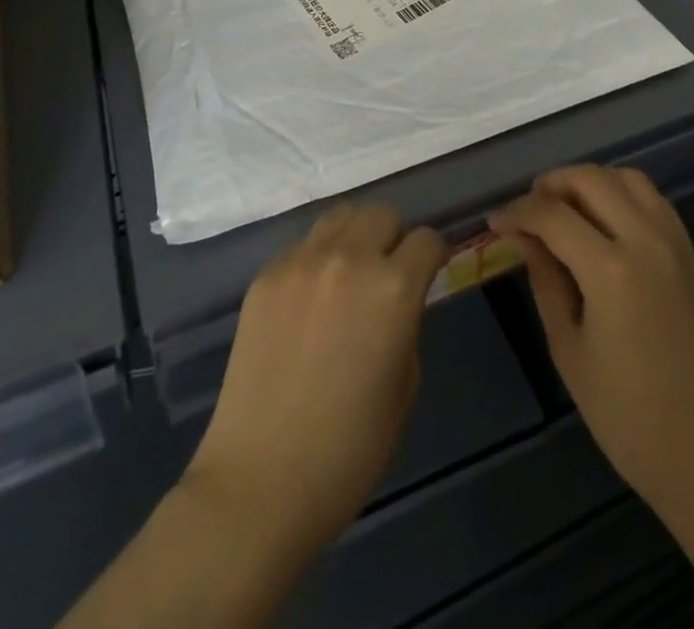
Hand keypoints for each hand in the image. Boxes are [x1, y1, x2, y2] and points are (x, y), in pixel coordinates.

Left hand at [185, 202, 447, 556]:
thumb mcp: (404, 387)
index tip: (429, 271)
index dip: (433, 255)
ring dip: (354, 237)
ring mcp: (301, 262)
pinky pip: (302, 246)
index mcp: (393, 288)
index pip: (426, 239)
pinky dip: (316, 259)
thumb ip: (407, 325)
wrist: (260, 480)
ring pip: (340, 216)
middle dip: (394, 237)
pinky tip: (309, 301)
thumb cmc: (348, 449)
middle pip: (382, 213)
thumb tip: (398, 301)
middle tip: (387, 273)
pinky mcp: (266, 275)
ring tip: (348, 275)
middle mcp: (349, 259)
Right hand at [490, 165, 693, 522]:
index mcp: (610, 270)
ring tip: (564, 210)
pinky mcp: (691, 254)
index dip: (517, 211)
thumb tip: (523, 238)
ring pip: (626, 177)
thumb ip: (546, 281)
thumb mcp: (569, 350)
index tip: (495, 222)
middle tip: (527, 212)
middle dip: (551, 184)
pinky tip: (603, 222)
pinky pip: (653, 198)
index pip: (552, 214)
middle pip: (590, 179)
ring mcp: (674, 243)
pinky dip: (621, 193)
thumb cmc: (627, 416)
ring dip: (589, 182)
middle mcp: (646, 240)